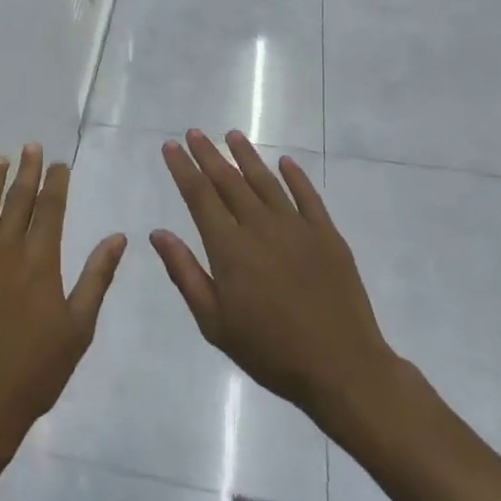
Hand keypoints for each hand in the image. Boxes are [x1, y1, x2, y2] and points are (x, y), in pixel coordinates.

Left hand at [0, 145, 126, 471]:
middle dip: (26, 171)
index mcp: (40, 260)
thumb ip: (96, 278)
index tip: (58, 163)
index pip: (50, 208)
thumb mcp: (78, 328)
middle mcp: (4, 250)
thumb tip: (117, 237)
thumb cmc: (35, 371)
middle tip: (31, 147)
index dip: (55, 182)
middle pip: (17, 200)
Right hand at [153, 130, 400, 427]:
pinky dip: (294, 176)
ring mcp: (297, 227)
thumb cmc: (270, 351)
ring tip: (232, 135)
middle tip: (194, 132)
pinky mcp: (327, 235)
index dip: (183, 168)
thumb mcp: (215, 322)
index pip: (199, 196)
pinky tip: (284, 162)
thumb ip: (185, 274)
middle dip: (208, 154)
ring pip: (265, 181)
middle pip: (229, 180)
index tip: (170, 146)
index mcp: (229, 248)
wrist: (342, 368)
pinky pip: (307, 196)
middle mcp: (260, 226)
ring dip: (247, 156)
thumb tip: (158, 233)